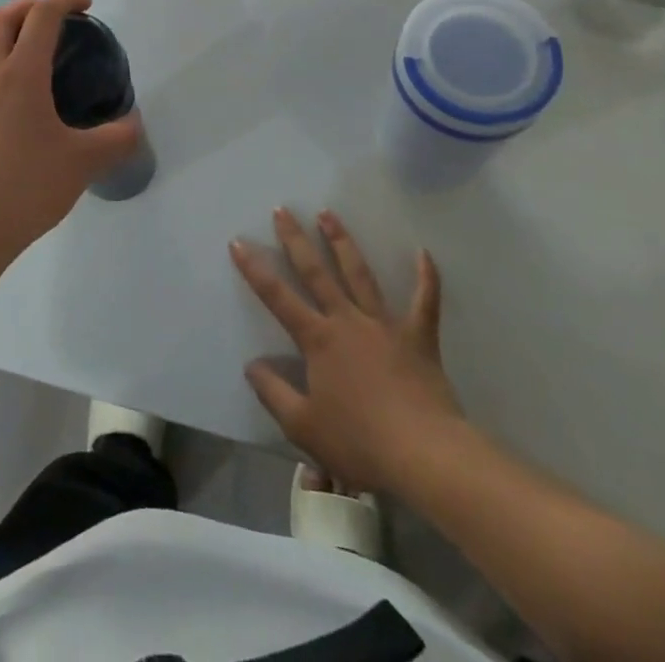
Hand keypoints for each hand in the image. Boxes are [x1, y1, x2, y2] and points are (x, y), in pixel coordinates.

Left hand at [0, 0, 143, 269]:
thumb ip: (116, 139)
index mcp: (21, 75)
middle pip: (0, 18)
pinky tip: (10, 96)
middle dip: (27, 6)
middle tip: (53, 18)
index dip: (64, 0)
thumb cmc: (26, 188)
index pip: (41, 17)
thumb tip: (133, 124)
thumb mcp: (83, 164)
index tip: (85, 4)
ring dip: (2, 32)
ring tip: (26, 49)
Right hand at [231, 209, 467, 496]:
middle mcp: (346, 321)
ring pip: (359, 274)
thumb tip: (251, 365)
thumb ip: (273, 393)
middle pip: (316, 272)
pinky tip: (423, 252)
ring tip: (328, 213)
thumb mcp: (303, 426)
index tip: (238, 241)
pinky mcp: (418, 337)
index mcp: (318, 340)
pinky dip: (426, 277)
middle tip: (283, 209)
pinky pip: (424, 302)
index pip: (277, 297)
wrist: (425, 455)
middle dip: (296, 240)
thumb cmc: (360, 442)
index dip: (255, 269)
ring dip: (342, 242)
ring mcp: (384, 325)